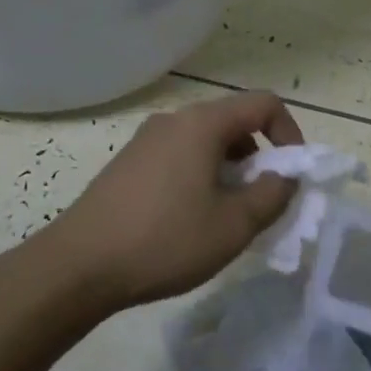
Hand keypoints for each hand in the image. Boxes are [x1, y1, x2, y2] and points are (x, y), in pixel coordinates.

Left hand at [47, 91, 303, 310]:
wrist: (78, 266)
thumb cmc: (165, 240)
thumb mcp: (234, 225)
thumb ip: (273, 194)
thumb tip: (286, 176)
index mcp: (202, 123)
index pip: (263, 104)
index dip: (290, 133)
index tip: (292, 173)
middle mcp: (174, 120)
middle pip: (234, 122)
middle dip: (259, 158)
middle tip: (260, 202)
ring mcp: (146, 140)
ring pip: (206, 142)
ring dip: (230, 170)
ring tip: (226, 216)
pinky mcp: (128, 162)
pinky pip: (180, 156)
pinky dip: (201, 176)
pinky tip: (190, 219)